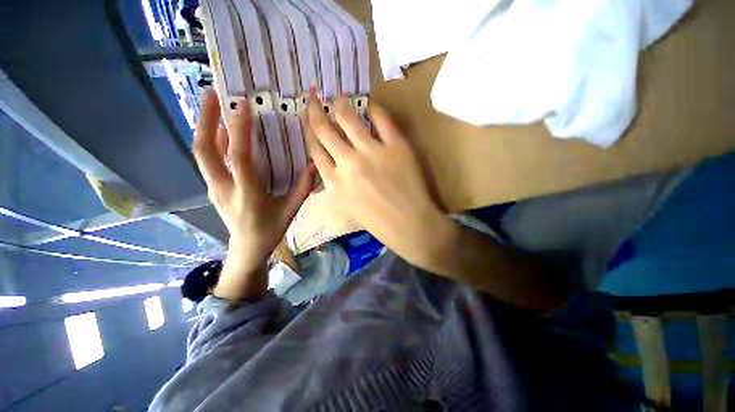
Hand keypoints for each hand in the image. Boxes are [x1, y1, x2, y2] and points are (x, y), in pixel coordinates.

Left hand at [193, 90, 314, 298]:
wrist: (246, 249)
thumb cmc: (270, 230)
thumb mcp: (291, 211)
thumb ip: (303, 189)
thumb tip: (315, 166)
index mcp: (247, 194)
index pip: (239, 158)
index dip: (240, 131)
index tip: (243, 105)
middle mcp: (224, 188)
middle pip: (204, 150)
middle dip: (205, 119)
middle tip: (211, 93)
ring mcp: (214, 187)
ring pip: (202, 153)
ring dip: (205, 126)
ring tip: (212, 103)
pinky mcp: (213, 187)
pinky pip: (208, 160)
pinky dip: (212, 141)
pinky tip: (220, 129)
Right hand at [305, 90, 454, 266]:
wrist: (409, 224)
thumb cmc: (377, 222)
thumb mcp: (346, 206)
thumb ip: (334, 183)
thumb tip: (330, 160)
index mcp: (334, 182)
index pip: (314, 149)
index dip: (309, 130)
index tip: (307, 117)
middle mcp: (348, 163)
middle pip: (324, 129)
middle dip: (315, 109)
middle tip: (313, 95)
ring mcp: (372, 152)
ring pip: (348, 118)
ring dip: (341, 104)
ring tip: (339, 98)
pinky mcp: (395, 146)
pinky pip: (381, 119)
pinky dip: (374, 110)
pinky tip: (371, 108)